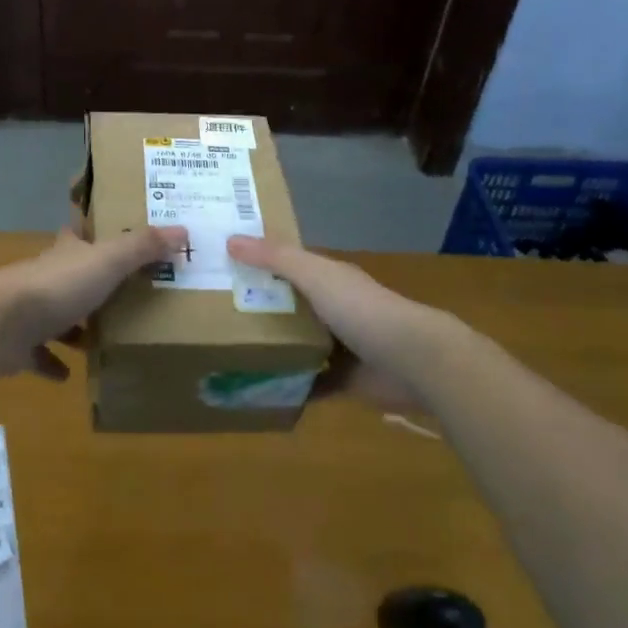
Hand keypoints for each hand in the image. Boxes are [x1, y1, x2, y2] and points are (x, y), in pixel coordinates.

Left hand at [0, 225, 187, 379]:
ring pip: (53, 316)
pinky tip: (68, 376)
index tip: (106, 235)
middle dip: (89, 286)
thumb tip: (183, 230)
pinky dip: (52, 364)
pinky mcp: (16, 345)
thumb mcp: (108, 261)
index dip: (90, 232)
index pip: (78, 235)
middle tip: (119, 297)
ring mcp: (27, 311)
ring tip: (98, 340)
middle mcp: (45, 277)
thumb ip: (143, 247)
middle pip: (68, 277)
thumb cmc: (57, 287)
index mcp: (65, 254)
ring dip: (72, 328)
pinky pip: (37, 355)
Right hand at [226, 235, 471, 409]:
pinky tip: (258, 388)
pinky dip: (289, 384)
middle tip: (213, 314)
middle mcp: (334, 308)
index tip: (222, 266)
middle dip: (259, 308)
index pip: (287, 266)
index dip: (259, 263)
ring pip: (297, 343)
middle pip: (290, 305)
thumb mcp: (314, 275)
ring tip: (227, 352)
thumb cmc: (362, 309)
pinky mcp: (344, 380)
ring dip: (272, 347)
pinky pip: (309, 381)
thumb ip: (275, 258)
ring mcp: (340, 346)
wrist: (414, 362)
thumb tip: (230, 239)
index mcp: (329, 279)